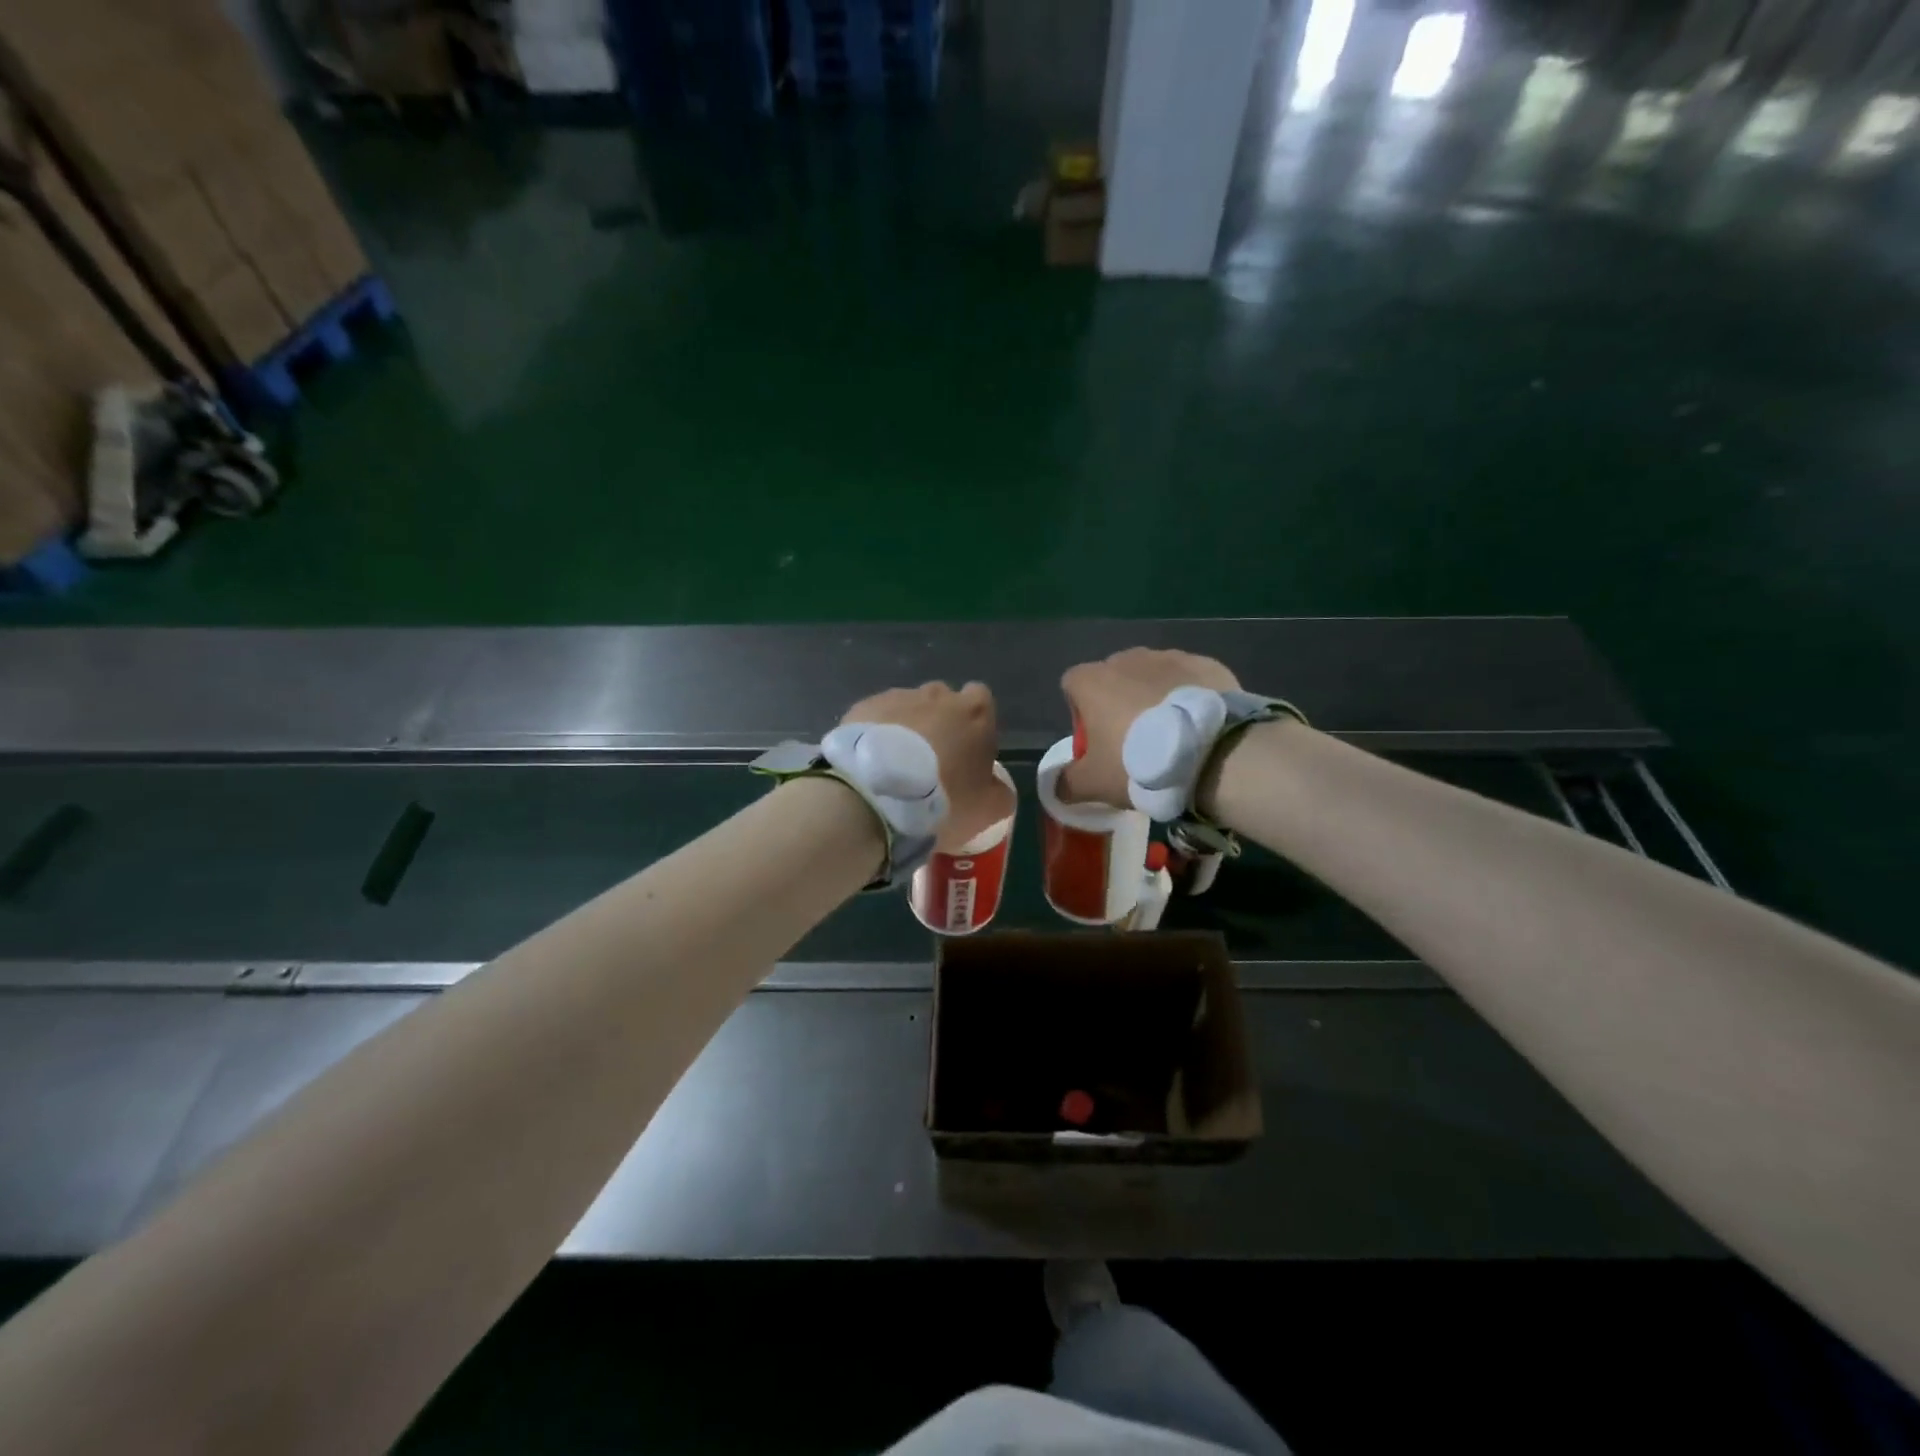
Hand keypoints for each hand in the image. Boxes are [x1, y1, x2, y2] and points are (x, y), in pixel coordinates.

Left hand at [843, 682, 1012, 848]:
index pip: (981, 700)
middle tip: (930, 761)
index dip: (975, 724)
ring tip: (894, 765)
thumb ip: (1000, 792)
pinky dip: (876, 734)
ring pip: (907, 708)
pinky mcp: (862, 708)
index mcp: (975, 712)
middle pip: (942, 701)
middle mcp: (937, 695)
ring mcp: (897, 698)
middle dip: (939, 723)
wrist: (877, 795)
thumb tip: (997, 787)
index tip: (967, 750)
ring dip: (905, 729)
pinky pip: (875, 718)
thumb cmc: (943, 799)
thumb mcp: (988, 809)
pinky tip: (869, 762)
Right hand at [1058, 648, 1240, 806]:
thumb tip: (1055, 785)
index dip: (1080, 714)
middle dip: (1119, 704)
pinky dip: (1187, 697)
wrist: (1212, 753)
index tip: (1097, 742)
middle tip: (1134, 743)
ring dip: (1153, 698)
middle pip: (1112, 679)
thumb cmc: (1139, 763)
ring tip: (1172, 735)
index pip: (1072, 686)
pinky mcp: (1205, 664)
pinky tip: (1199, 725)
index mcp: (1092, 680)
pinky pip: (1187, 680)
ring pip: (1151, 677)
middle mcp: (1126, 659)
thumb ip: (1067, 783)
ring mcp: (1168, 657)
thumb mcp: (1094, 784)